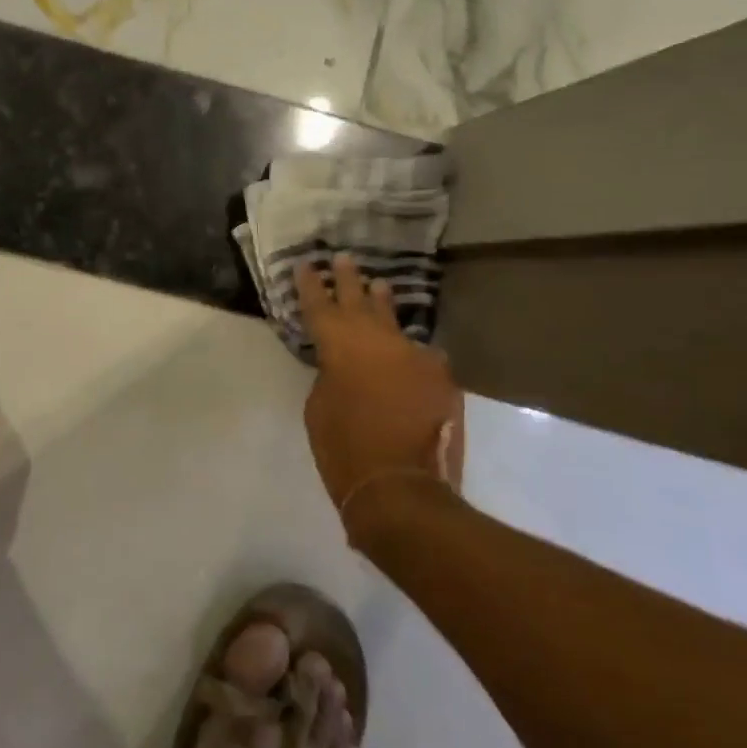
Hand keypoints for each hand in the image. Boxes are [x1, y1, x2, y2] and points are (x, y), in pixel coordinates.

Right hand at [296, 254, 464, 524]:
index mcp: (341, 346)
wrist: (402, 488)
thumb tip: (344, 366)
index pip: (320, 305)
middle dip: (349, 280)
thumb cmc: (344, 450)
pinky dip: (408, 353)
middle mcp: (379, 340)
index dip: (311, 284)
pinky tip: (407, 351)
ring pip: (394, 321)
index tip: (306, 264)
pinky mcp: (440, 377)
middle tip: (344, 258)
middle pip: (360, 300)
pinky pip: (420, 356)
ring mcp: (415, 356)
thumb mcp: (319, 409)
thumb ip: (330, 376)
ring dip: (383, 304)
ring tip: (378, 285)